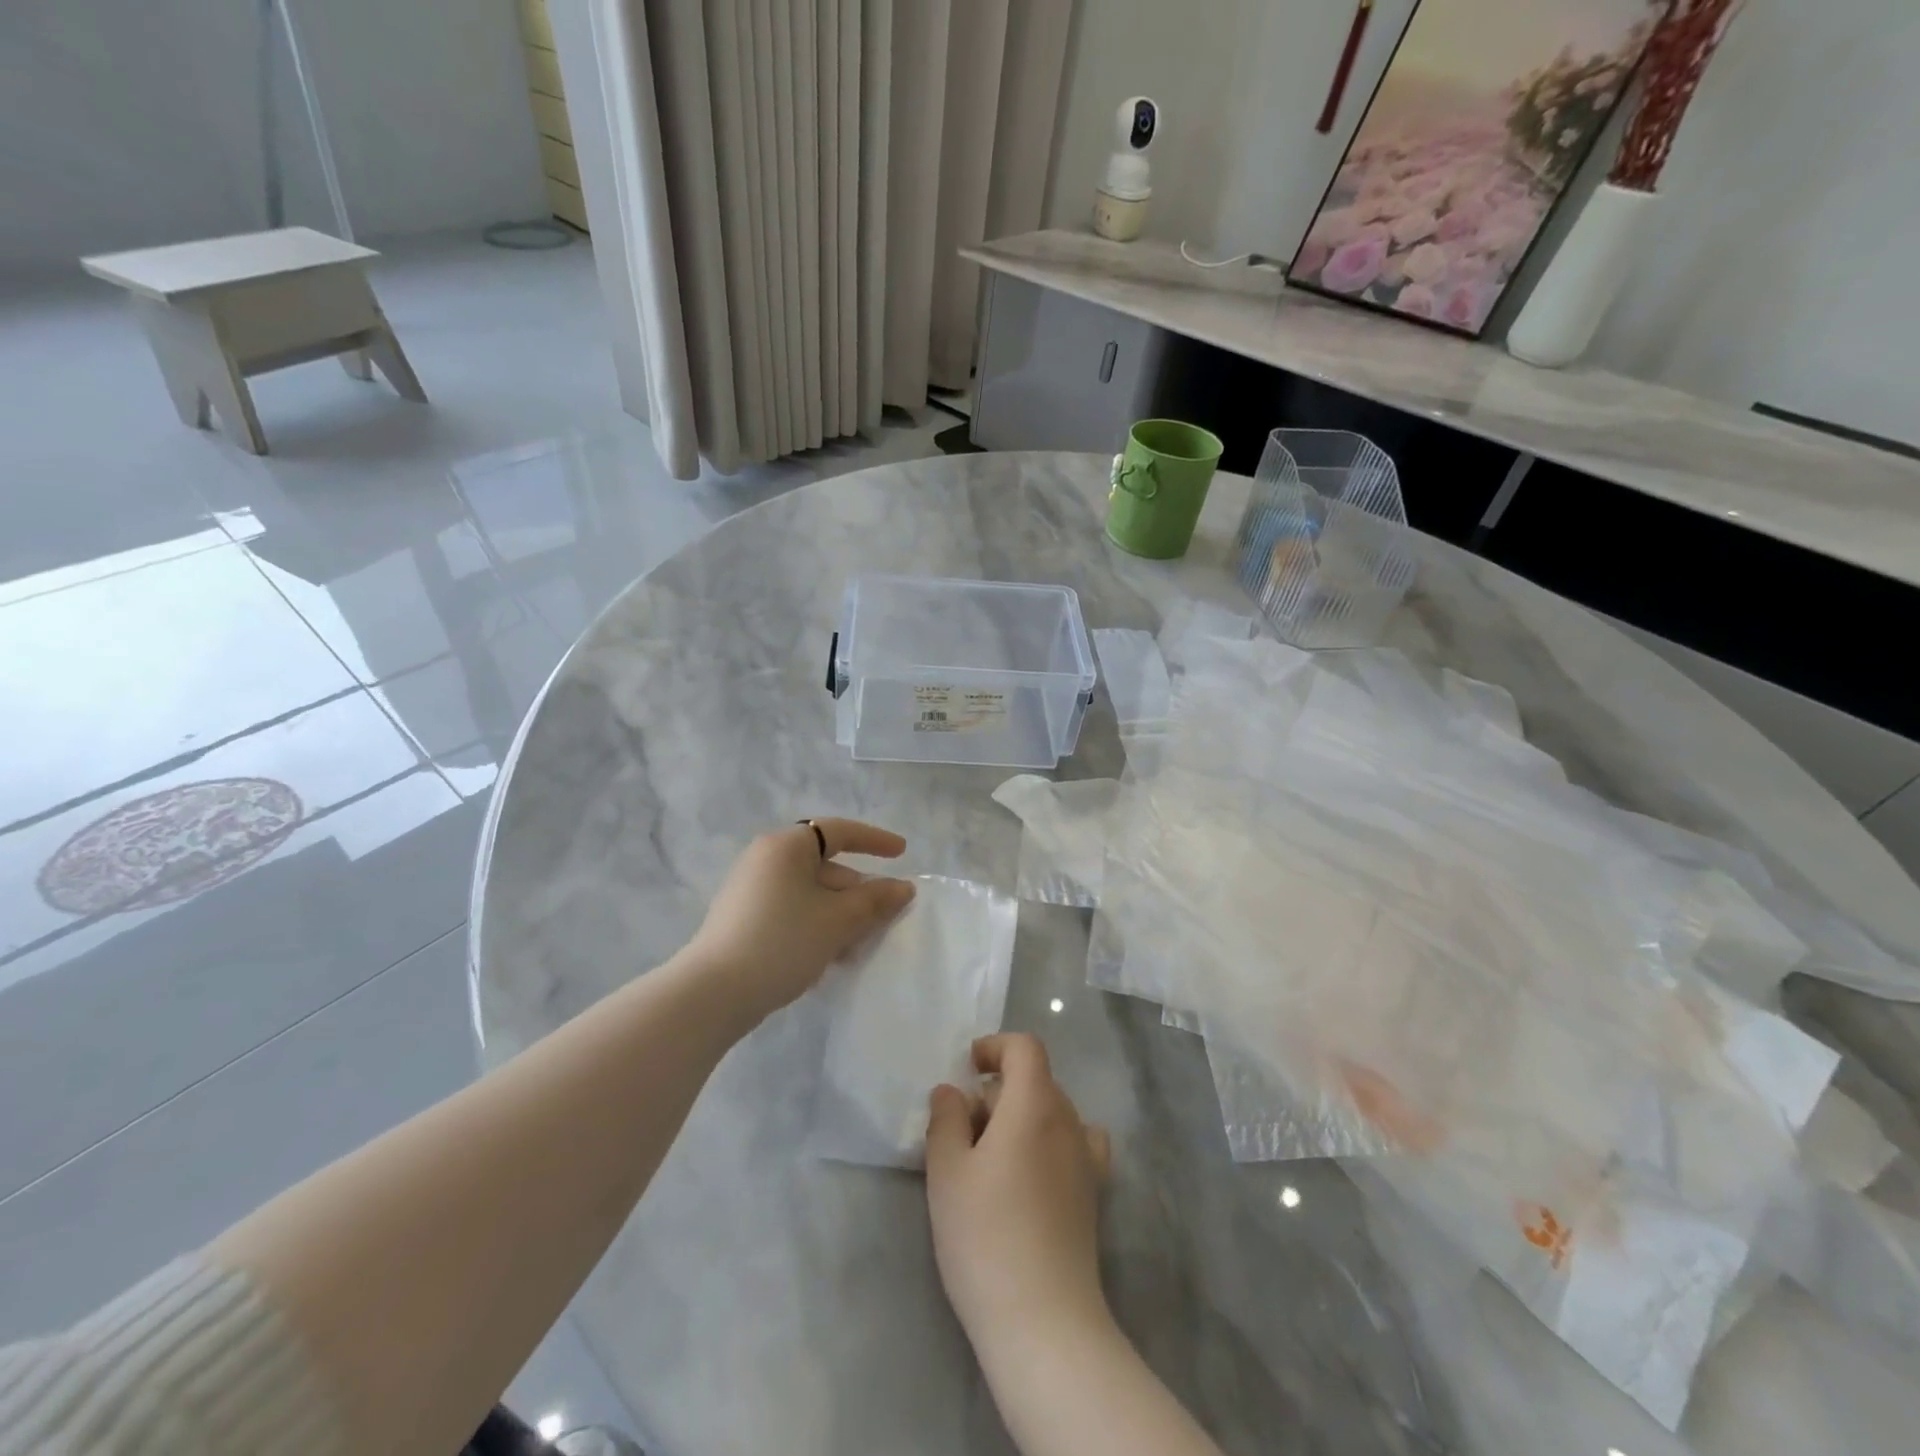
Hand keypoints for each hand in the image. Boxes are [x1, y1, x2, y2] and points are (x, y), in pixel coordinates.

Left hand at [687, 819, 914, 1025]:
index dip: (874, 840)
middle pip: (826, 866)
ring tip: (856, 948)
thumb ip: (875, 900)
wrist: (713, 993)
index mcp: (786, 847)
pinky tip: (827, 958)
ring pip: (810, 894)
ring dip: (839, 915)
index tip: (902, 854)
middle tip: (883, 921)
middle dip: (858, 893)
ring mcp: (750, 890)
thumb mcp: (838, 920)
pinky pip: (791, 911)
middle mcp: (766, 859)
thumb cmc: (782, 942)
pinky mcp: (743, 919)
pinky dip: (815, 926)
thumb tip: (903, 887)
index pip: (839, 831)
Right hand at [925, 1034, 1113, 1350]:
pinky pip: (1073, 1142)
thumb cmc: (985, 1236)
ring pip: (1052, 1111)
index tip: (968, 1067)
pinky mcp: (1093, 1193)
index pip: (1025, 1048)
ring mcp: (1086, 1158)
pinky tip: (1029, 1174)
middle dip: (998, 1089)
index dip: (996, 1047)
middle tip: (962, 1128)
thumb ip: (946, 1119)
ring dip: (1022, 1116)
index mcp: (1034, 1104)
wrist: (1043, 1319)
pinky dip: (1049, 1141)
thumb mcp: (947, 1172)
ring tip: (990, 1156)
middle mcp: (1068, 1120)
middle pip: (1036, 1080)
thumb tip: (951, 1091)